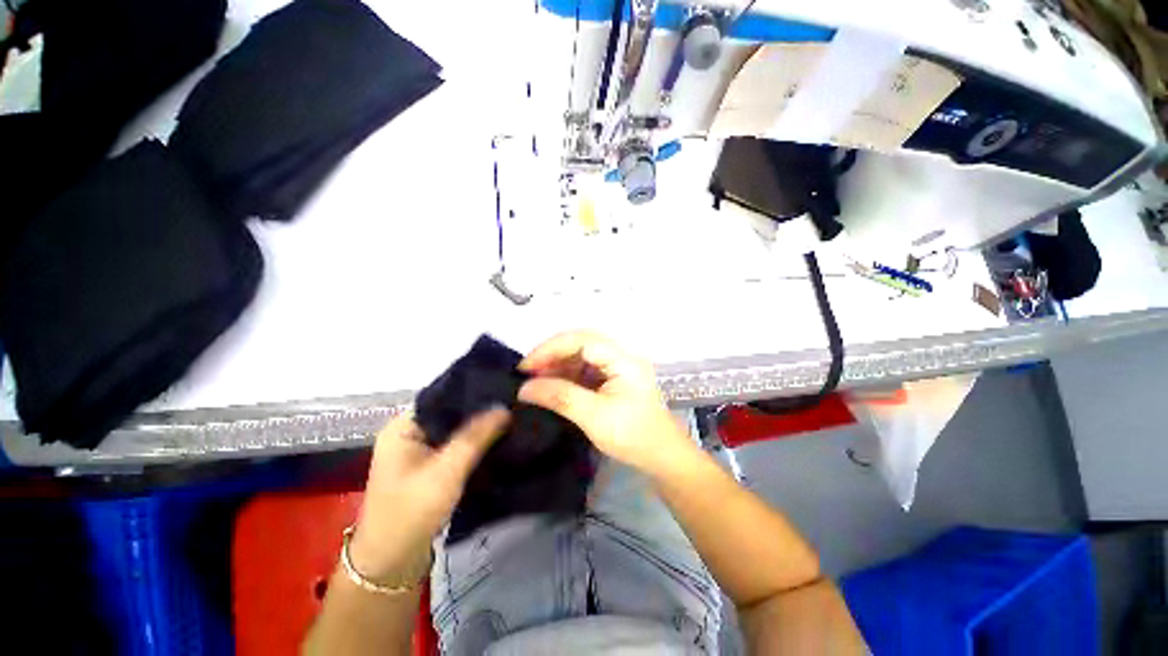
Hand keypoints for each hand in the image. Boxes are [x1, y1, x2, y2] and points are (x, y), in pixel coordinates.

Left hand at [349, 408, 509, 580]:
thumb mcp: (446, 470)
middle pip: (450, 413)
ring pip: (455, 430)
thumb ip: (475, 436)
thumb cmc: (411, 511)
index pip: (443, 396)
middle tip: (512, 402)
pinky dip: (473, 443)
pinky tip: (496, 437)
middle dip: (479, 410)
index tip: (503, 388)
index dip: (473, 391)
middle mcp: (410, 433)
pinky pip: (455, 445)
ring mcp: (419, 451)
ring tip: (510, 415)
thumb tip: (504, 407)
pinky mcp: (429, 467)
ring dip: (478, 427)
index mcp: (403, 426)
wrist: (392, 563)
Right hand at [518, 331, 698, 476]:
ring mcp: (617, 367)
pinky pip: (585, 370)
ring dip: (558, 365)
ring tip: (536, 381)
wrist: (663, 458)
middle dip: (552, 355)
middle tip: (528, 373)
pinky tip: (553, 386)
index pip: (581, 340)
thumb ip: (560, 397)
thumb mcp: (594, 417)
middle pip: (581, 343)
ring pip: (581, 356)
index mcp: (622, 359)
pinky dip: (567, 376)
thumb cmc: (633, 437)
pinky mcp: (613, 379)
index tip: (526, 367)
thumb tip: (524, 388)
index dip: (551, 349)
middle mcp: (620, 356)